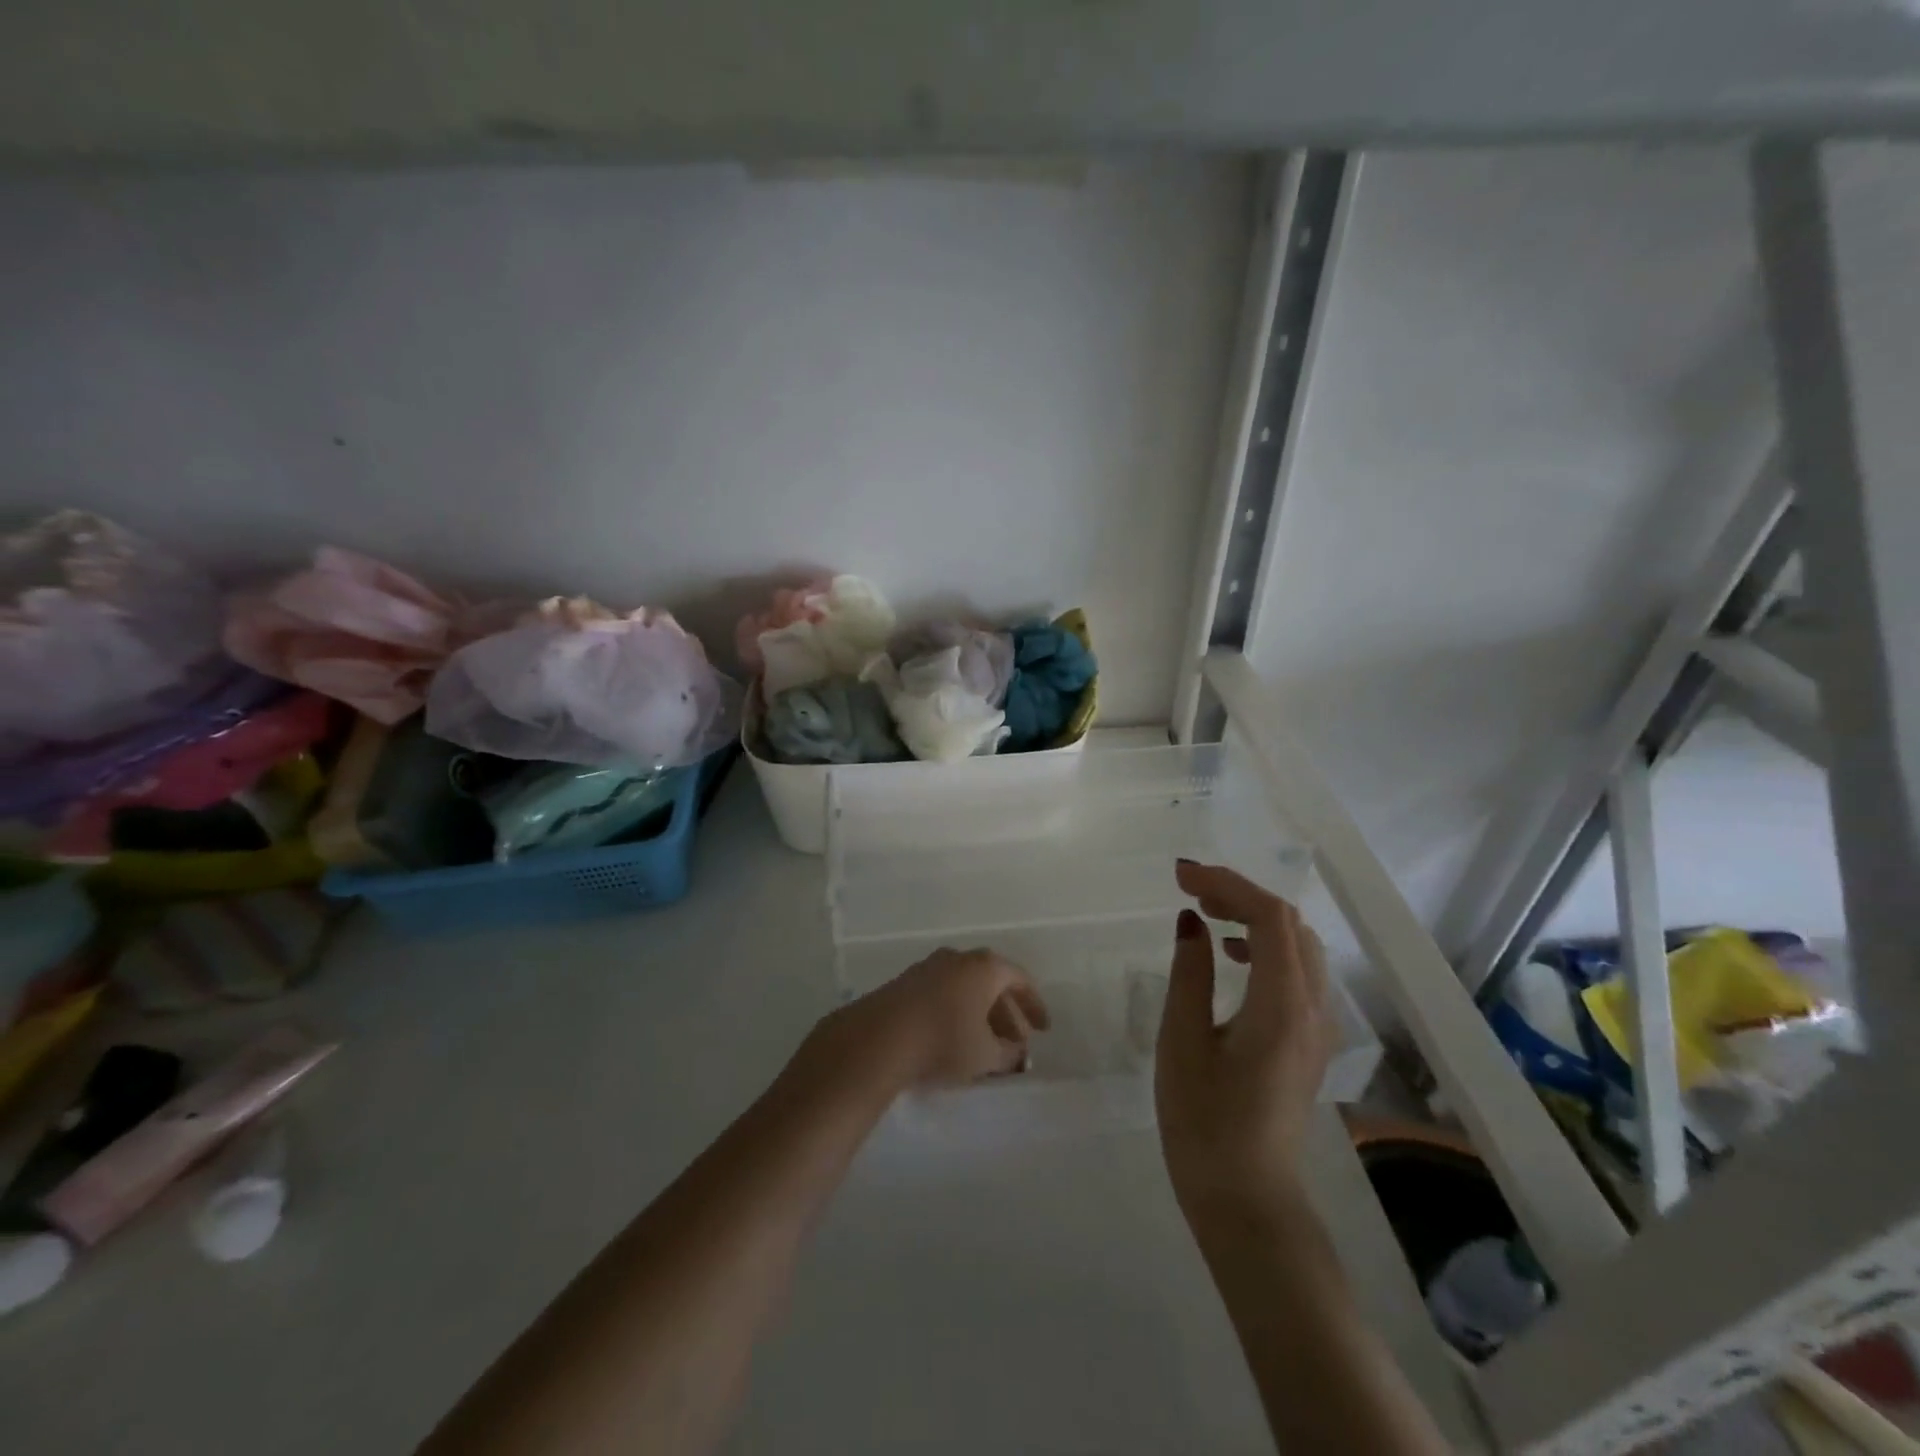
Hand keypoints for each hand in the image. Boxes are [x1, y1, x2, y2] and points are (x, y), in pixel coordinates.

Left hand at [813, 948, 1050, 1093]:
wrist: (879, 1037)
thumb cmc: (945, 1041)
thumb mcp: (986, 1055)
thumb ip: (1009, 1054)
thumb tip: (1018, 1053)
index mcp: (985, 967)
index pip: (1020, 979)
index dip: (1034, 1005)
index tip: (1042, 1029)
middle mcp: (959, 958)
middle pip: (991, 981)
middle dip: (1007, 1012)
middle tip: (1016, 1041)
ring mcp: (929, 966)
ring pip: (965, 987)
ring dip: (980, 1012)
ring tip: (986, 1044)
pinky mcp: (906, 982)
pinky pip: (943, 992)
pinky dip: (957, 1011)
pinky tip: (955, 1038)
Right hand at [1156, 861, 1332, 1223]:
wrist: (1247, 1201)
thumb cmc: (1205, 1122)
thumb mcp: (1183, 1041)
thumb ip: (1190, 973)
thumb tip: (1191, 922)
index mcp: (1281, 1004)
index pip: (1268, 916)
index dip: (1226, 883)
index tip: (1179, 875)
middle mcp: (1313, 1007)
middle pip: (1289, 924)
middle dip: (1240, 895)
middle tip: (1189, 890)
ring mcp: (1317, 1026)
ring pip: (1297, 946)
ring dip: (1254, 919)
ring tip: (1206, 913)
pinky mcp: (1309, 1041)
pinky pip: (1297, 972)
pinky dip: (1264, 948)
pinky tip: (1230, 957)